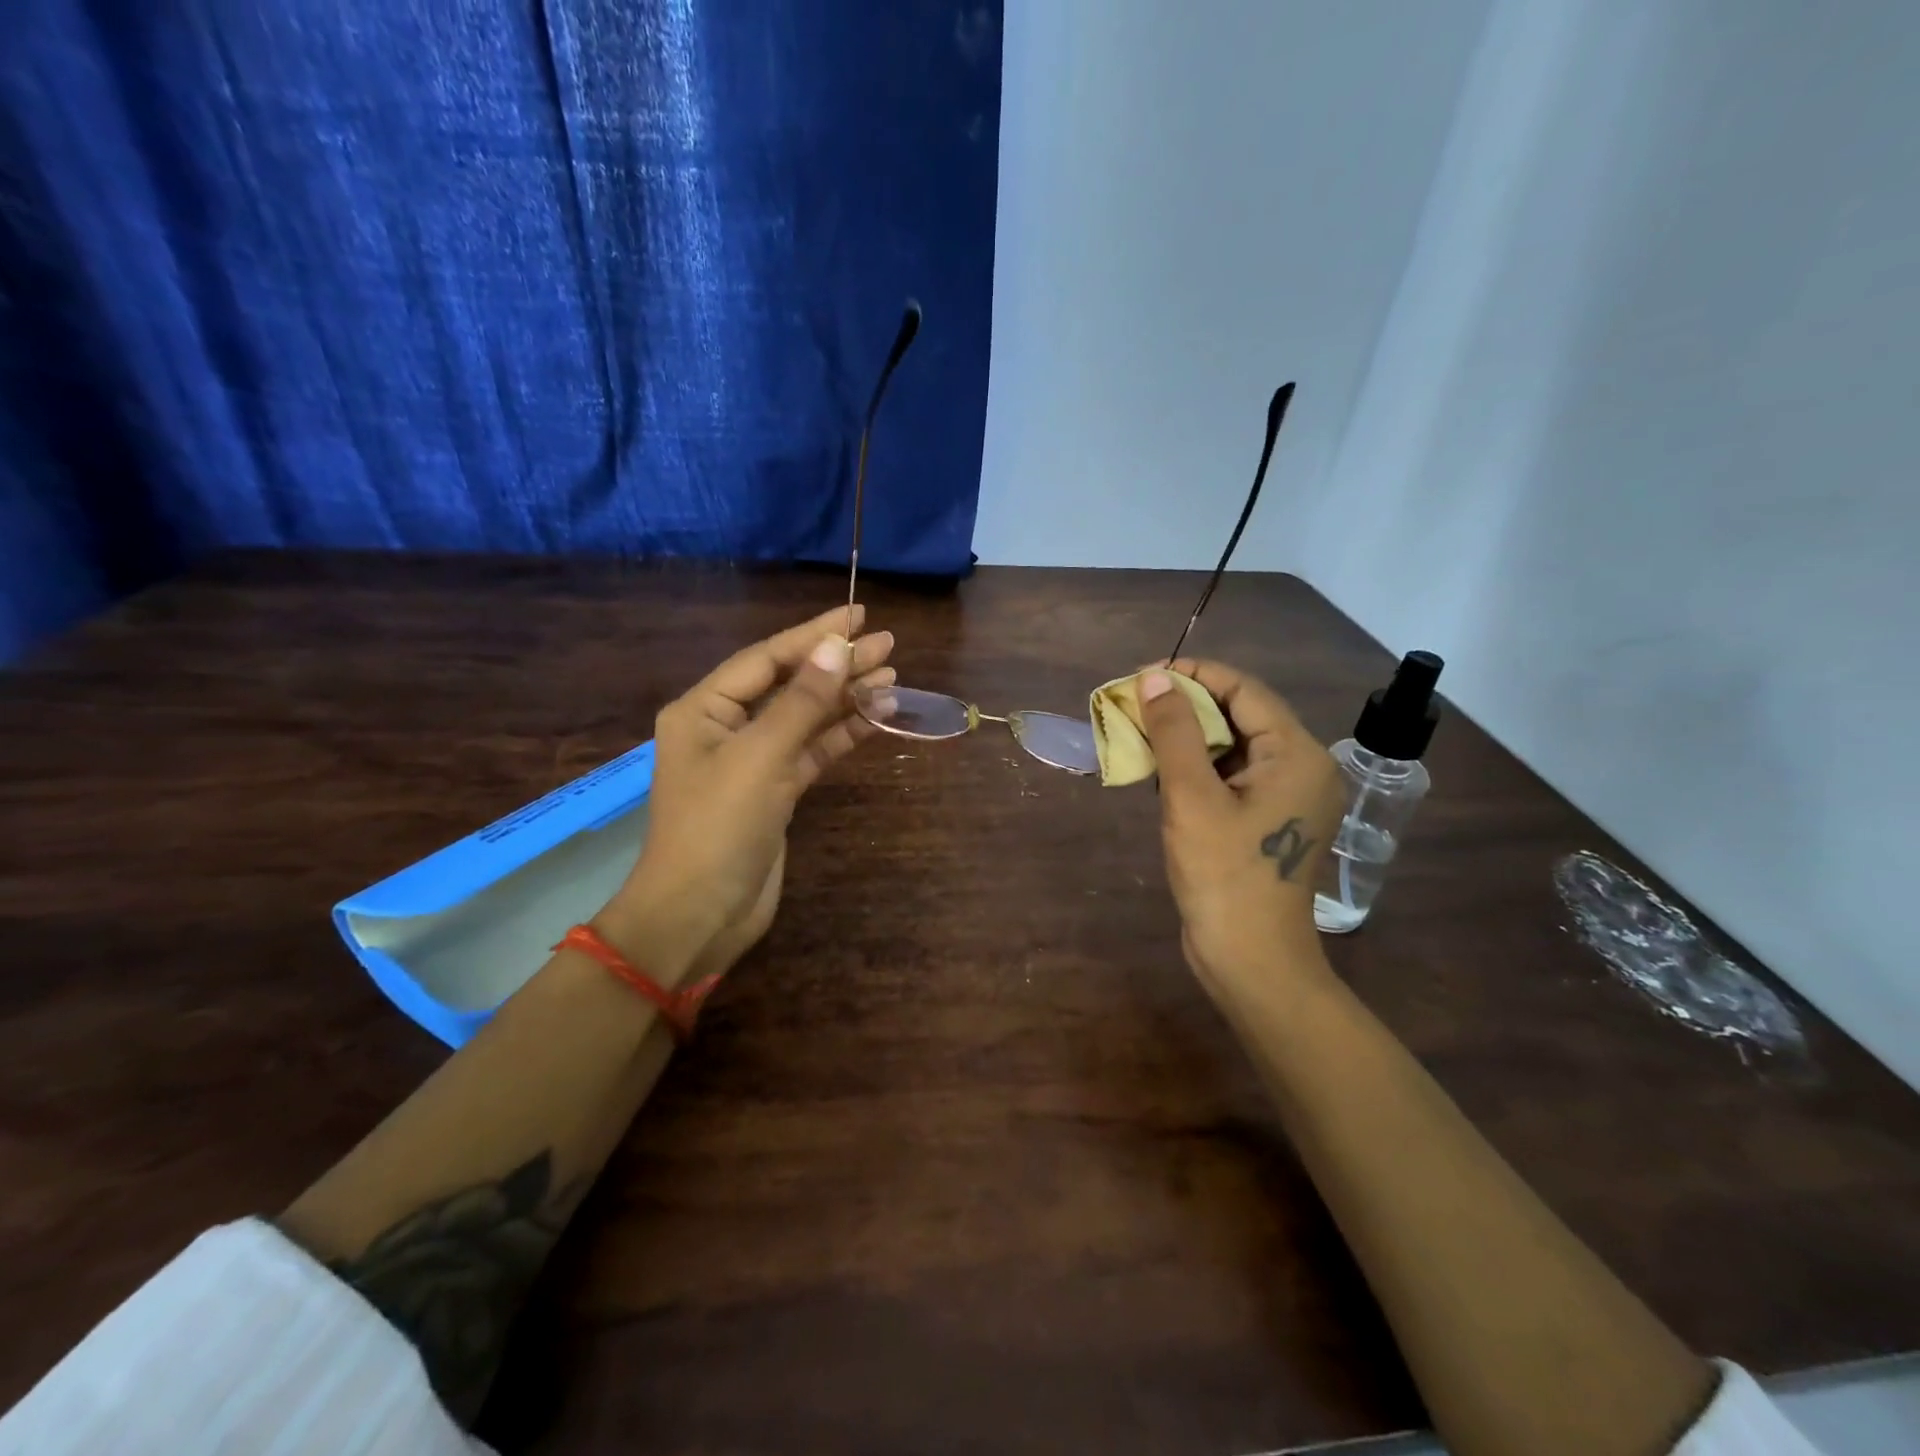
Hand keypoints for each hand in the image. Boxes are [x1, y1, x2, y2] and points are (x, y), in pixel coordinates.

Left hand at [598, 606, 894, 980]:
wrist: (701, 913)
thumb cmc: (719, 826)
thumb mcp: (761, 757)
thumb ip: (801, 702)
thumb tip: (835, 647)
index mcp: (704, 709)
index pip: (767, 658)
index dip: (813, 635)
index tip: (858, 616)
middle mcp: (726, 728)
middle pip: (789, 684)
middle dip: (836, 664)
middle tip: (888, 644)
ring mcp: (752, 761)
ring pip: (805, 718)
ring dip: (845, 698)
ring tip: (892, 675)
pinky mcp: (775, 791)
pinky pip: (812, 751)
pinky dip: (842, 735)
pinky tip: (876, 717)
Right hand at [1137, 659, 1343, 993]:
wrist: (1251, 961)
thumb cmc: (1224, 877)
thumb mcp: (1191, 798)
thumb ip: (1174, 732)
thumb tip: (1154, 678)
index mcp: (1297, 754)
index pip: (1243, 690)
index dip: (1191, 675)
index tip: (1141, 677)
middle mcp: (1301, 767)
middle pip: (1239, 714)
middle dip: (1184, 705)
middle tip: (1133, 705)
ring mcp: (1287, 796)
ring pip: (1232, 746)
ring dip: (1186, 737)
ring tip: (1139, 733)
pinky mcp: (1268, 820)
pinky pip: (1231, 776)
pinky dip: (1196, 767)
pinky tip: (1160, 771)